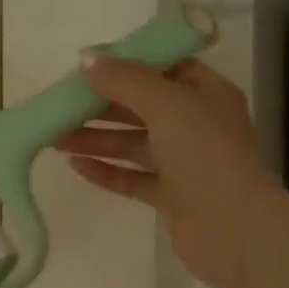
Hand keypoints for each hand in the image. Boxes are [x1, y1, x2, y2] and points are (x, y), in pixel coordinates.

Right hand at [58, 54, 276, 287]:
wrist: (233, 228)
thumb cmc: (205, 154)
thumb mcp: (166, 104)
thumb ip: (125, 80)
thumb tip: (87, 58)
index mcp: (207, 95)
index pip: (165, 69)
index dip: (127, 66)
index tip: (89, 68)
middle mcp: (197, 126)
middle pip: (142, 108)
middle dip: (101, 106)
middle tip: (60, 106)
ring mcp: (185, 164)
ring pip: (133, 144)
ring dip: (97, 139)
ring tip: (55, 138)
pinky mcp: (172, 197)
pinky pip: (133, 178)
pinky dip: (107, 171)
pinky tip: (76, 166)